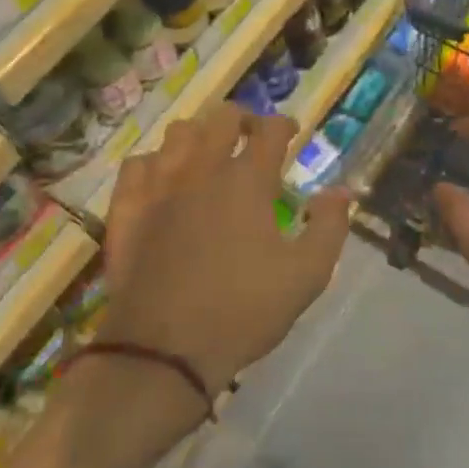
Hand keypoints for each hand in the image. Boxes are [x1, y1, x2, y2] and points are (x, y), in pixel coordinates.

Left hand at [101, 104, 351, 398]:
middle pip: (221, 119)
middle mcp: (201, 170)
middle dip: (241, 120)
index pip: (269, 130)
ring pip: (177, 135)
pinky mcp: (127, 208)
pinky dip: (155, 164)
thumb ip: (330, 227)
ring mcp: (158, 186)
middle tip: (250, 139)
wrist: (165, 348)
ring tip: (208, 154)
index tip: (291, 133)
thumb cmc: (243, 310)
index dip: (284, 125)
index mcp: (247, 181)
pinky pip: (137, 165)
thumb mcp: (306, 276)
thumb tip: (341, 191)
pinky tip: (162, 180)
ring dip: (199, 136)